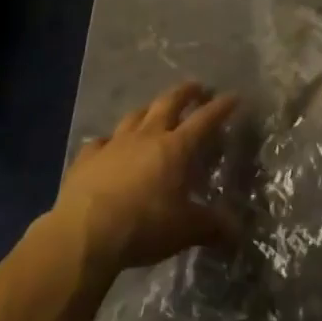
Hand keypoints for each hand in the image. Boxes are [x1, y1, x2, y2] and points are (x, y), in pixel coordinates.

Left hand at [49, 81, 239, 280]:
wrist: (84, 233)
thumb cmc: (143, 226)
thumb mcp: (185, 230)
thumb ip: (211, 226)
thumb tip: (237, 231)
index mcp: (175, 148)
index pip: (204, 120)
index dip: (221, 107)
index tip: (233, 96)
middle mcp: (146, 136)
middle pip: (168, 103)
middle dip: (185, 92)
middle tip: (197, 87)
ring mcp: (114, 143)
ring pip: (135, 115)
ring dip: (149, 109)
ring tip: (155, 109)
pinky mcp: (87, 158)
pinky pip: (101, 141)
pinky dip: (109, 141)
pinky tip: (108, 145)